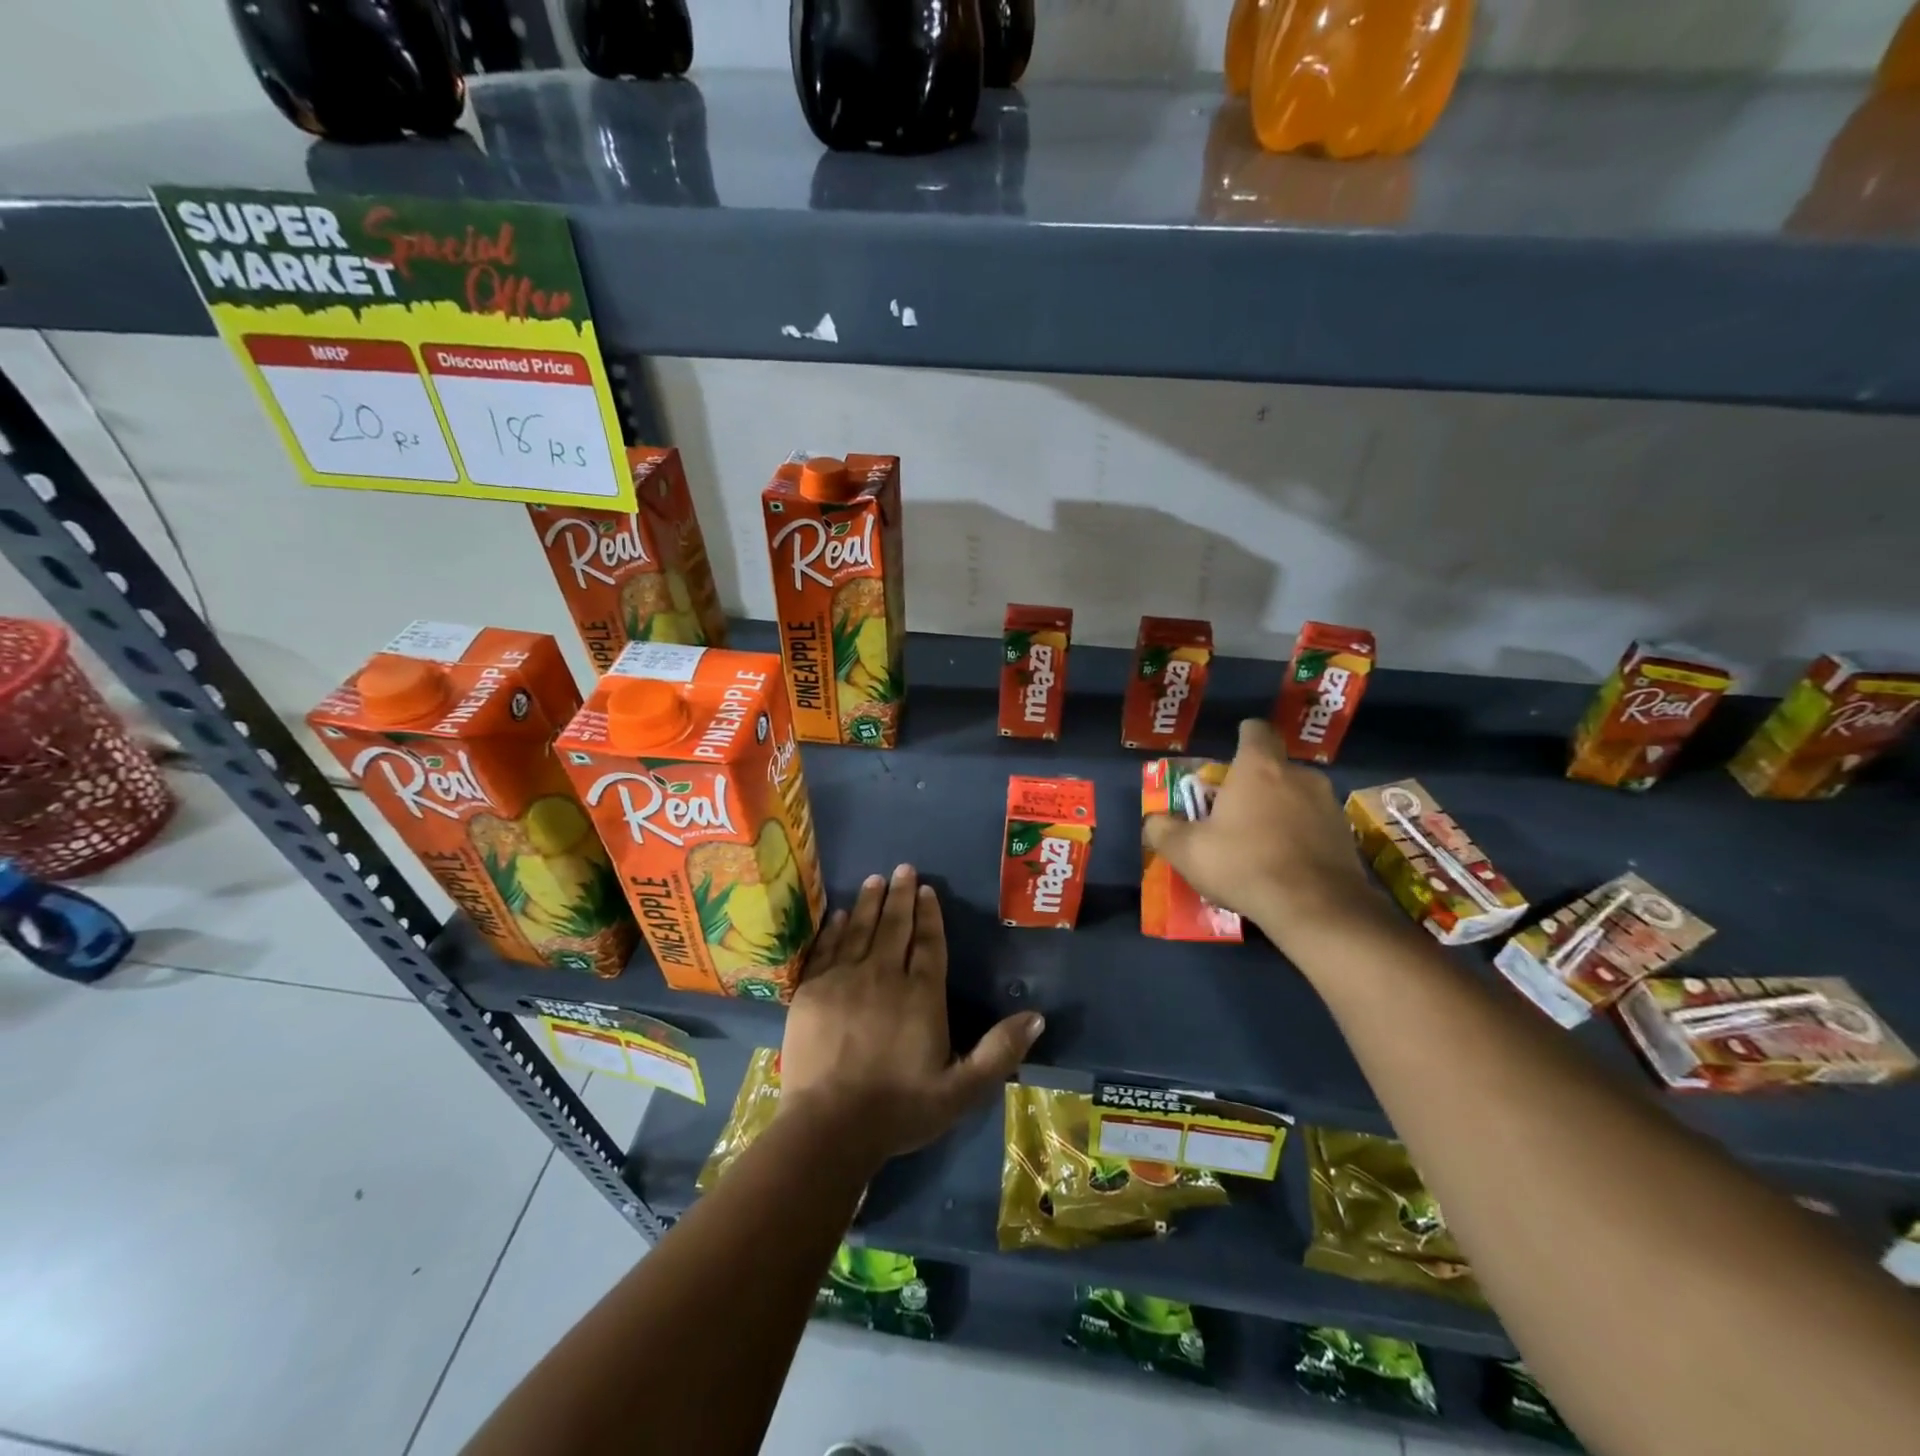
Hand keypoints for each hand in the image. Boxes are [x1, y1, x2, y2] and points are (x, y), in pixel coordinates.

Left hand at [779, 864, 1043, 1168]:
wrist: (830, 1126)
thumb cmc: (900, 1109)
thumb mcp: (962, 1090)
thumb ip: (999, 1052)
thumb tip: (1037, 1017)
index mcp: (921, 996)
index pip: (929, 944)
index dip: (929, 915)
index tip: (927, 889)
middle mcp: (884, 977)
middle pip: (895, 927)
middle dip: (901, 896)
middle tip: (903, 868)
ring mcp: (844, 980)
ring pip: (861, 930)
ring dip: (870, 903)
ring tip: (876, 879)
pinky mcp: (813, 991)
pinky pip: (827, 948)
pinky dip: (835, 928)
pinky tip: (841, 915)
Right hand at [1143, 719, 1377, 949]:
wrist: (1317, 908)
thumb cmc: (1244, 864)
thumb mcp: (1187, 851)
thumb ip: (1163, 830)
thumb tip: (1154, 821)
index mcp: (1259, 767)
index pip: (1255, 730)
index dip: (1243, 737)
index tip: (1230, 758)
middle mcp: (1299, 775)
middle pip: (1275, 767)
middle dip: (1256, 784)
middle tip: (1235, 812)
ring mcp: (1328, 804)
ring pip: (1297, 796)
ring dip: (1280, 811)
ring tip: (1261, 843)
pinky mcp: (1346, 835)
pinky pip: (1315, 825)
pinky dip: (1301, 836)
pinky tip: (1286, 864)